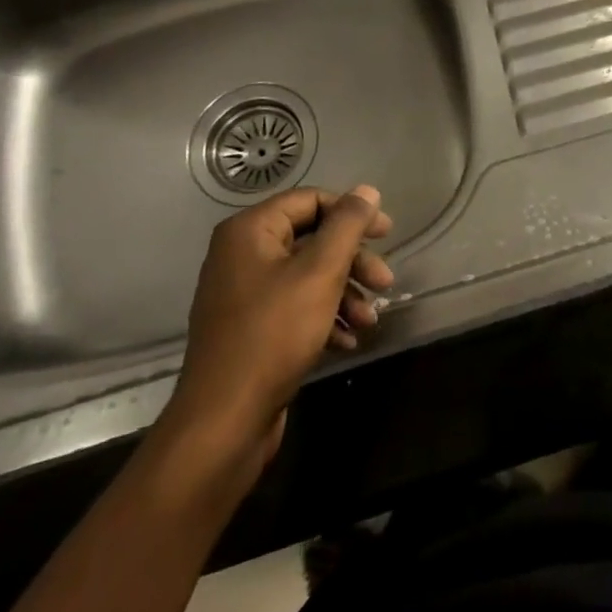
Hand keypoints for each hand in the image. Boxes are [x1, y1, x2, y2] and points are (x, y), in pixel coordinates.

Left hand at [155, 186, 393, 489]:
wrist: (224, 420)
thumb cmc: (274, 334)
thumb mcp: (320, 272)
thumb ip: (347, 226)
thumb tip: (367, 190)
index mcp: (250, 232)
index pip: (310, 200)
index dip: (352, 212)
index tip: (387, 234)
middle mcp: (242, 255)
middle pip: (312, 240)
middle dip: (353, 261)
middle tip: (385, 282)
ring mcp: (244, 294)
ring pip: (308, 276)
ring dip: (345, 293)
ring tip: (371, 320)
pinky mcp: (250, 329)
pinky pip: (295, 307)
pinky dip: (325, 317)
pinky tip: (348, 340)